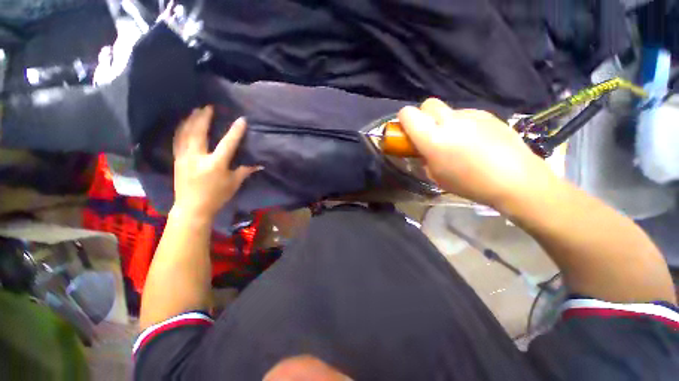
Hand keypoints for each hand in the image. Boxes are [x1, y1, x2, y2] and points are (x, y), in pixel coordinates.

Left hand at [172, 106, 258, 219]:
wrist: (192, 208)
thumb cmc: (217, 196)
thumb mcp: (234, 184)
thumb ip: (246, 171)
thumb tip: (260, 164)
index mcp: (215, 165)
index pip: (228, 144)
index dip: (235, 131)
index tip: (241, 119)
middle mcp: (198, 158)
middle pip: (199, 132)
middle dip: (204, 117)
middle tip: (208, 106)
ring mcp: (185, 157)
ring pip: (185, 134)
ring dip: (190, 120)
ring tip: (195, 110)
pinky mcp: (177, 160)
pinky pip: (177, 140)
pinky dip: (180, 129)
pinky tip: (183, 123)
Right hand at [398, 98, 554, 207]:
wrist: (516, 179)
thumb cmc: (469, 183)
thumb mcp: (436, 176)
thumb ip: (423, 158)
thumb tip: (421, 149)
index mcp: (432, 138)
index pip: (408, 114)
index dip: (403, 120)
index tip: (407, 131)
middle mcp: (449, 121)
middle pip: (427, 104)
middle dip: (423, 116)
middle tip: (429, 133)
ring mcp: (470, 115)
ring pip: (448, 109)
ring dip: (443, 121)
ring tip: (456, 140)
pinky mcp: (487, 114)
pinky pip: (466, 114)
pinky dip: (462, 123)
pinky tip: (474, 140)